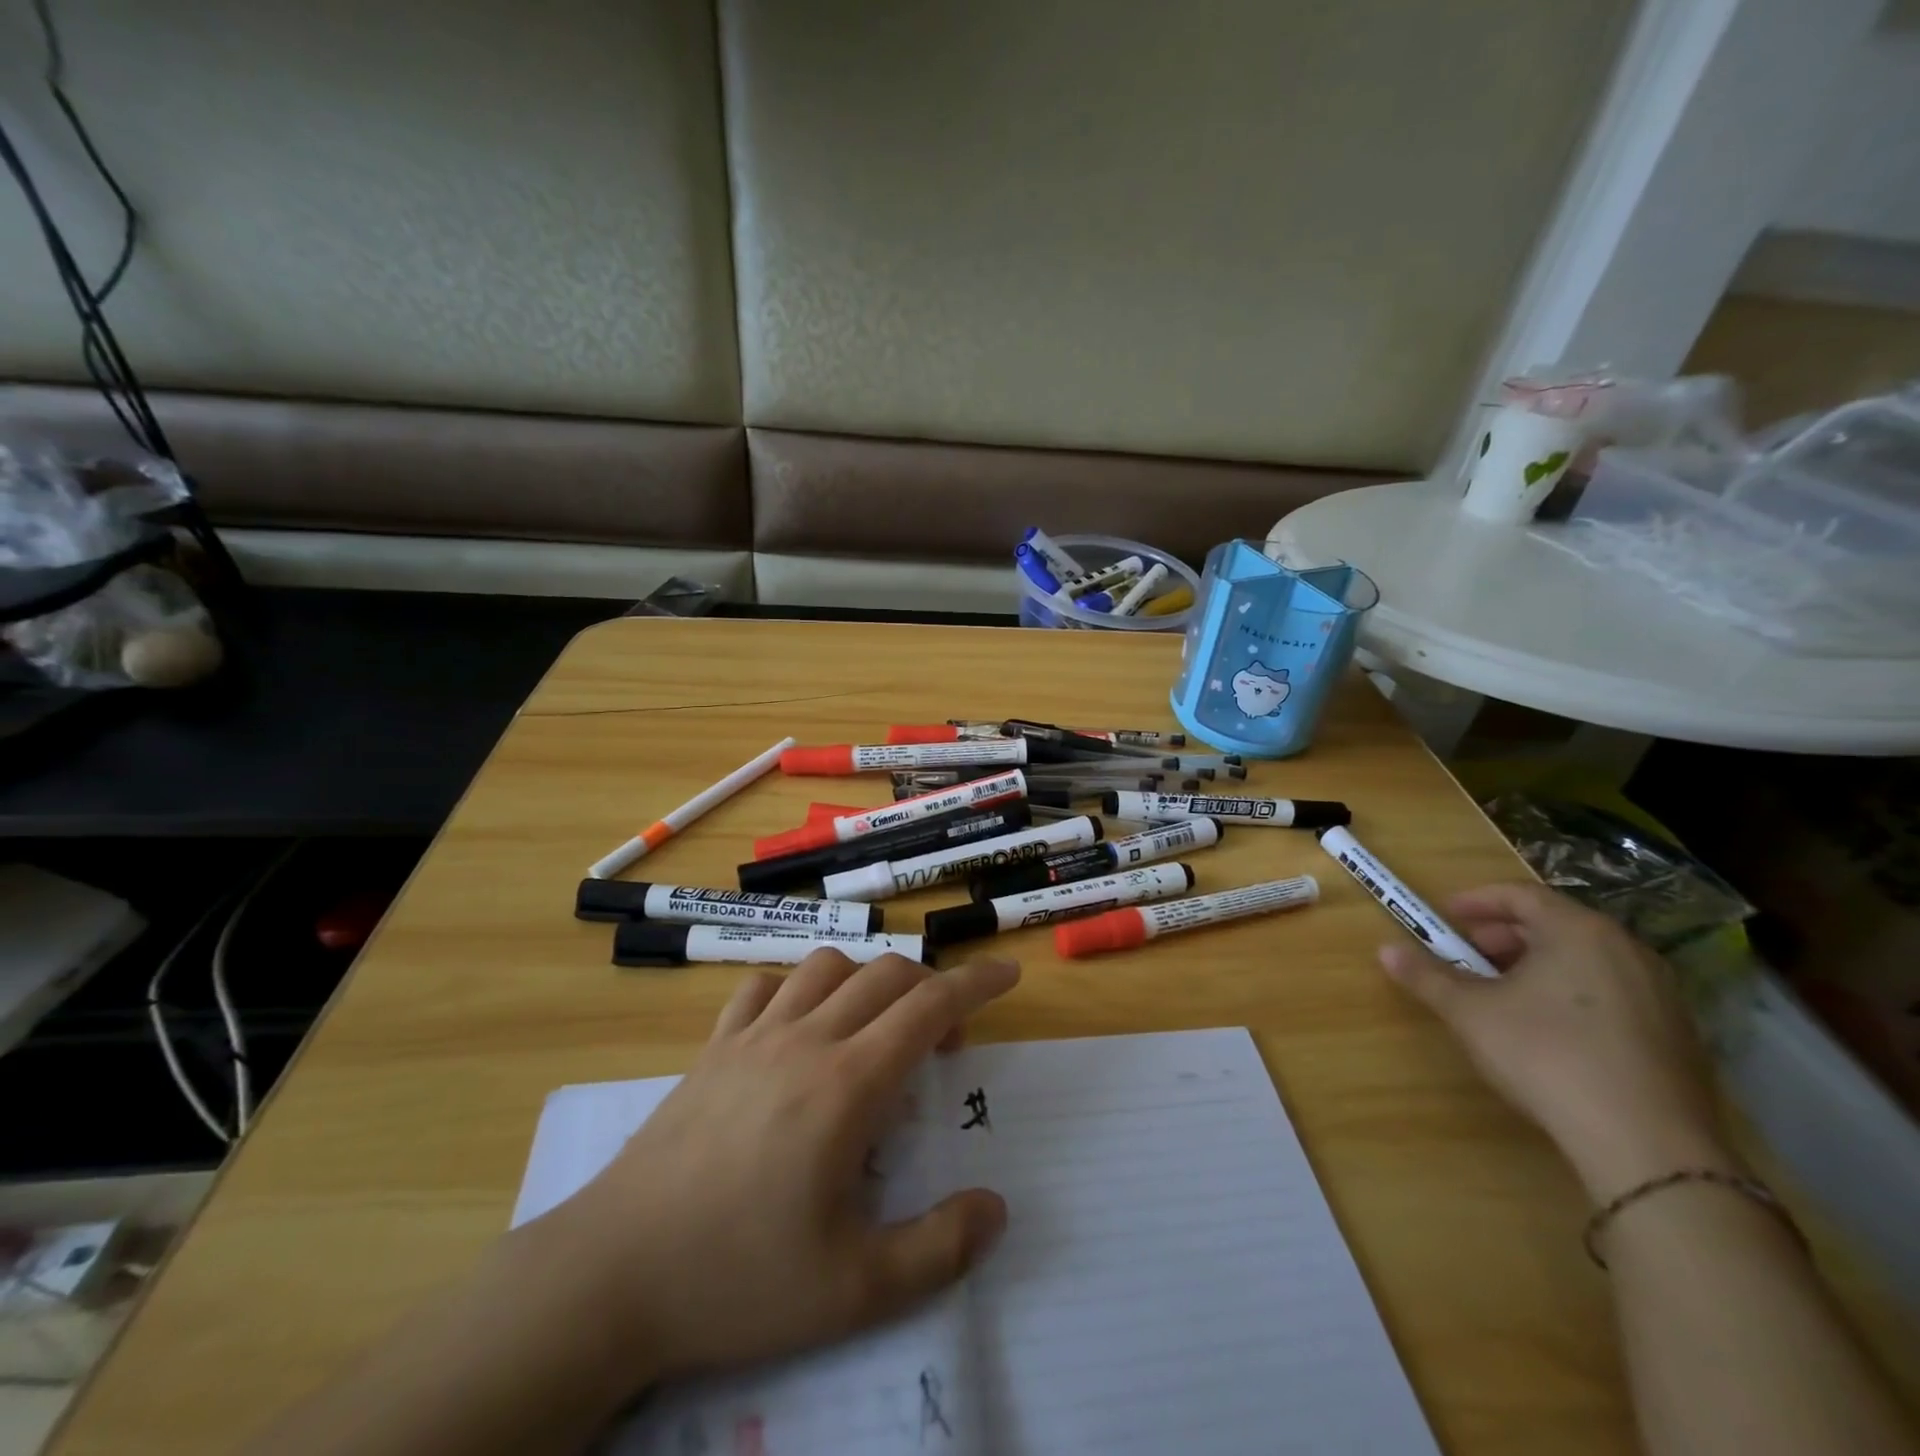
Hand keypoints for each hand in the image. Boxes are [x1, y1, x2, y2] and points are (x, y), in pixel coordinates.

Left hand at [527, 950, 1017, 1389]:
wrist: (612, 1275)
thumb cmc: (738, 1280)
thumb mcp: (855, 1291)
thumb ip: (939, 1248)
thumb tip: (996, 1207)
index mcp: (848, 1085)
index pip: (929, 1006)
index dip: (976, 982)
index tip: (1008, 972)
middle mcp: (807, 1040)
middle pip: (886, 975)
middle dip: (931, 989)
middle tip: (943, 1044)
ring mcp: (753, 1036)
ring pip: (827, 966)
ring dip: (867, 980)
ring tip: (874, 1028)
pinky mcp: (713, 1047)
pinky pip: (762, 986)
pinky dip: (798, 988)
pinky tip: (799, 1026)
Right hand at [1377, 881, 1733, 1201]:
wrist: (1649, 1145)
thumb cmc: (1547, 1055)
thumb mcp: (1470, 1012)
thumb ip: (1427, 976)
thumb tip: (1385, 950)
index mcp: (1578, 931)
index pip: (1521, 895)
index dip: (1477, 901)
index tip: (1446, 917)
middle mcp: (1627, 949)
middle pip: (1556, 924)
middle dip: (1504, 935)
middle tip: (1468, 955)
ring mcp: (1663, 993)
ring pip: (1586, 959)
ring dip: (1538, 965)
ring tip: (1504, 993)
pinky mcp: (1680, 1036)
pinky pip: (1614, 993)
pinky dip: (1574, 993)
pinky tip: (1551, 1029)